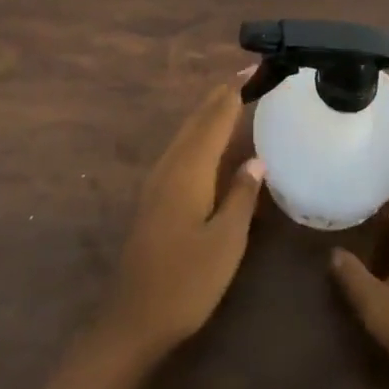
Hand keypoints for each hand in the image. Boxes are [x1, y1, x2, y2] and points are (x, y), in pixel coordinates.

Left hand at [98, 73, 265, 362]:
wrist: (132, 320)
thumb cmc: (186, 283)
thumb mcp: (225, 242)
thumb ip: (241, 196)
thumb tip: (256, 160)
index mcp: (189, 171)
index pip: (214, 119)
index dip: (234, 92)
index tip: (254, 68)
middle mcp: (169, 166)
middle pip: (197, 120)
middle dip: (221, 95)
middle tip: (249, 76)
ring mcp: (157, 181)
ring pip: (186, 133)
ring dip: (209, 112)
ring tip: (234, 98)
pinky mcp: (153, 197)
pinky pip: (181, 149)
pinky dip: (200, 133)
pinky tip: (211, 143)